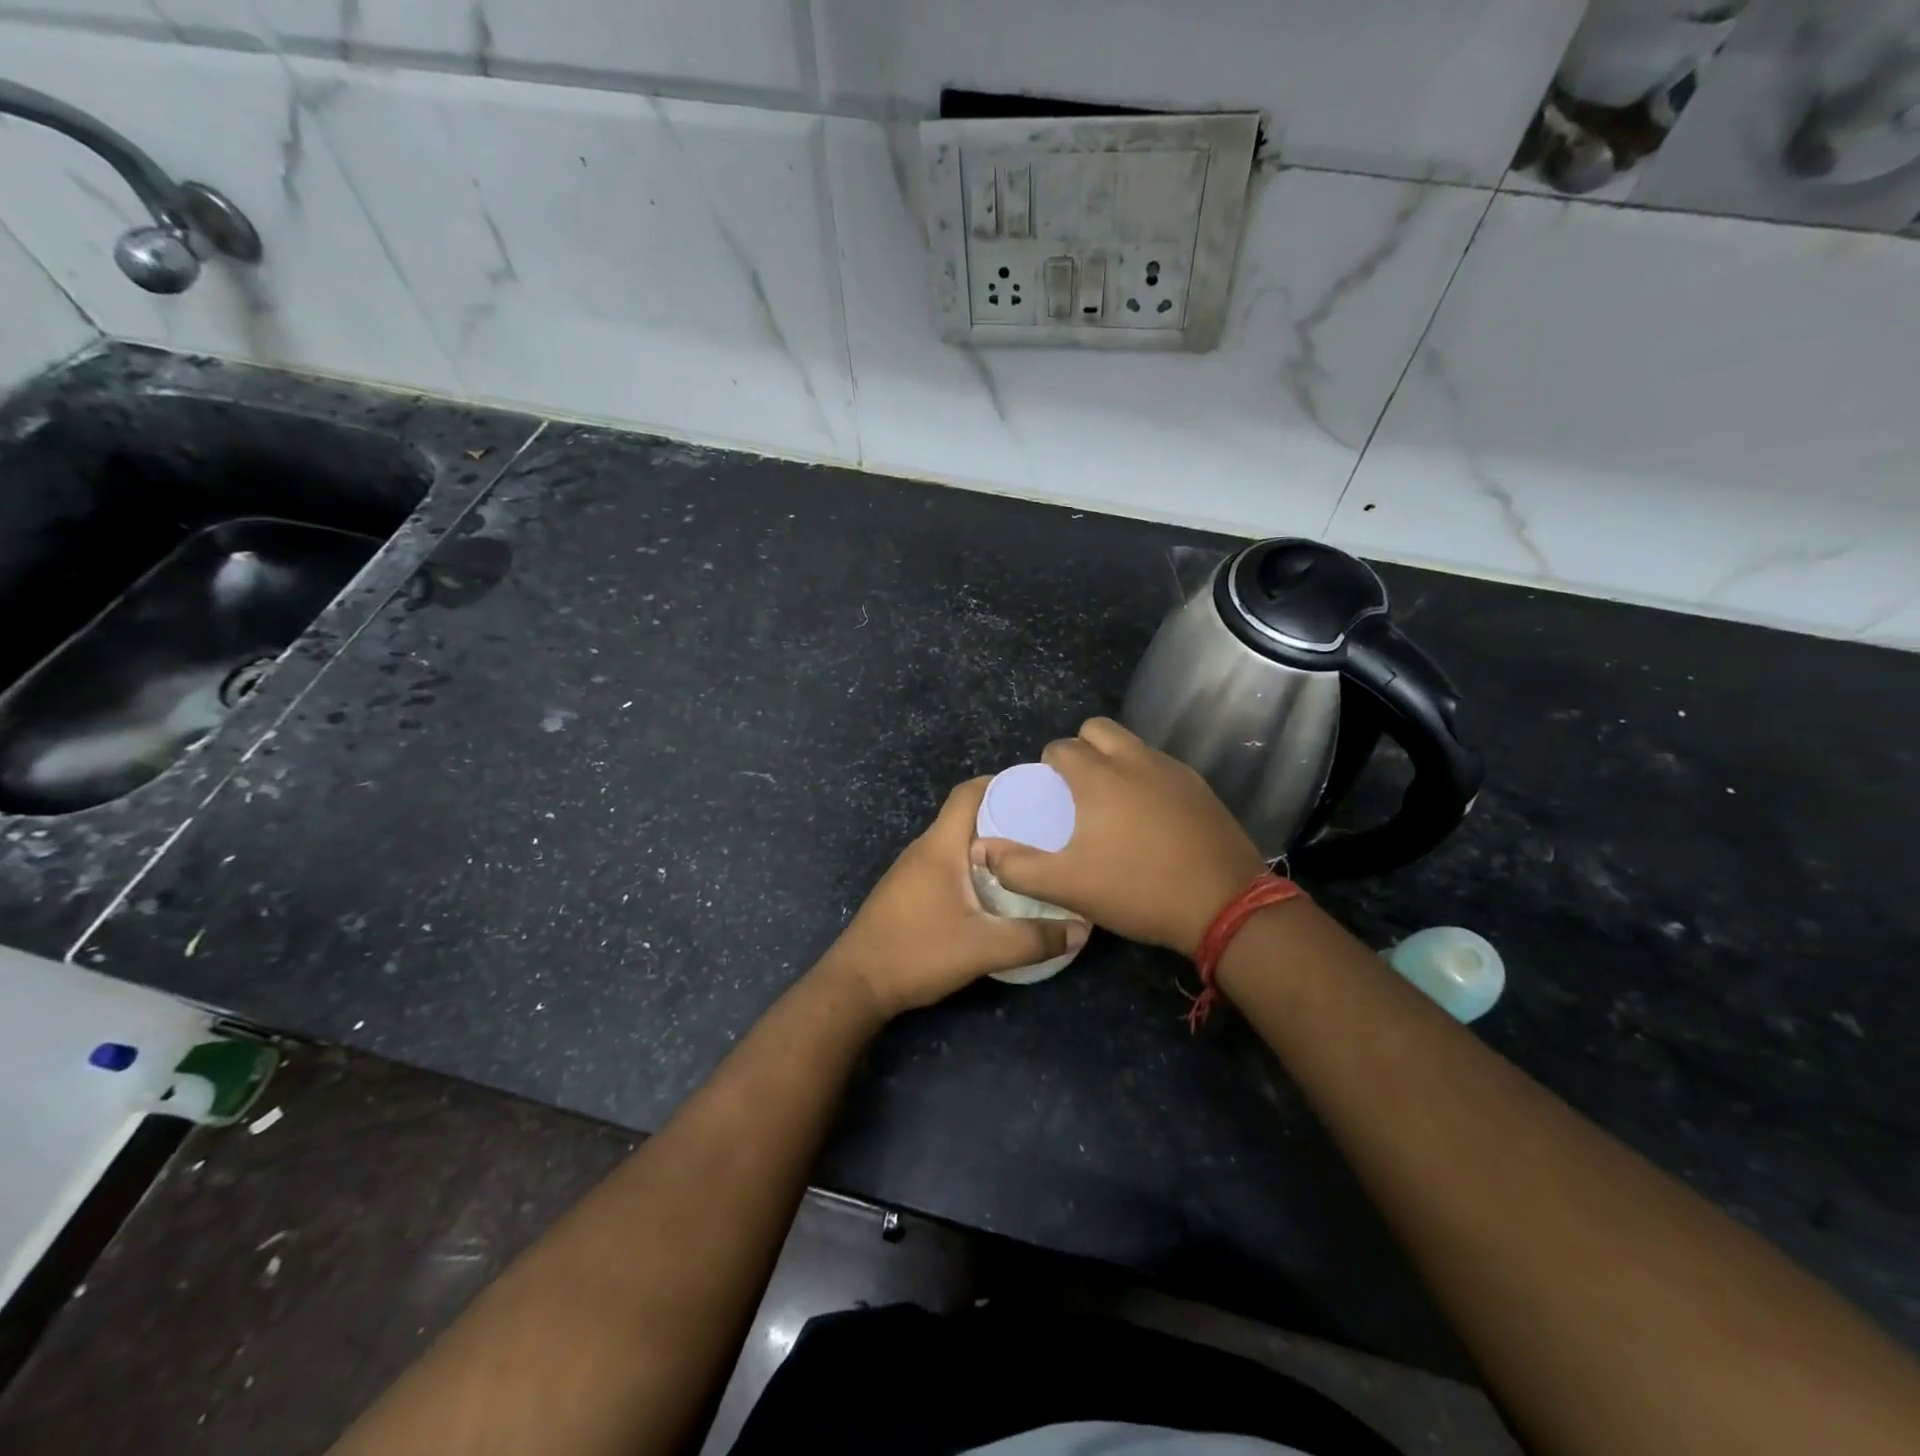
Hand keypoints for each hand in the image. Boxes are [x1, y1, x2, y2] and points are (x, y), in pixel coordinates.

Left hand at [822, 777, 1088, 1018]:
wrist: (857, 984)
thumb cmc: (917, 953)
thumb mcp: (982, 948)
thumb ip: (1034, 939)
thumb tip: (1082, 929)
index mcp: (940, 846)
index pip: (968, 793)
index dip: (1001, 783)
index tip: (1038, 790)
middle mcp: (924, 849)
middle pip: (966, 815)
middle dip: (1004, 815)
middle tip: (1045, 828)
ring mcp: (912, 870)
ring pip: (956, 842)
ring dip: (989, 843)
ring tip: (1027, 856)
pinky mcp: (909, 891)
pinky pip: (947, 862)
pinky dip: (973, 864)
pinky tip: (995, 889)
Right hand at [971, 717, 1266, 958]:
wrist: (1225, 904)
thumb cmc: (1138, 889)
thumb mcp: (1069, 886)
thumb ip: (1018, 867)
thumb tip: (981, 850)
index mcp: (1099, 776)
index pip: (1062, 747)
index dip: (1048, 764)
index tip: (1048, 792)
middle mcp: (1135, 760)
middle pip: (1098, 728)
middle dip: (1081, 747)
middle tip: (1077, 787)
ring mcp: (1173, 770)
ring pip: (1133, 744)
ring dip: (1115, 759)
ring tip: (1111, 801)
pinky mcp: (1200, 787)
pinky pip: (1161, 766)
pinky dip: (1145, 777)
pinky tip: (1149, 816)